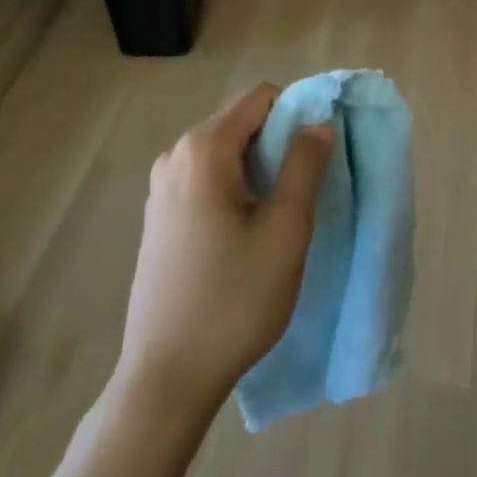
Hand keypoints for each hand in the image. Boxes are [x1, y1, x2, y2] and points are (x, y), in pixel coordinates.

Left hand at [116, 82, 333, 419]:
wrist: (166, 379)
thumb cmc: (233, 300)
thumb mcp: (286, 229)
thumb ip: (305, 164)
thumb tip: (318, 122)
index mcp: (204, 148)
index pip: (262, 97)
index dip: (297, 115)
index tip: (315, 158)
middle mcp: (176, 154)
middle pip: (243, 122)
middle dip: (278, 145)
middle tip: (299, 195)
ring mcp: (161, 186)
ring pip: (227, 152)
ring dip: (258, 170)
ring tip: (274, 220)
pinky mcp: (158, 215)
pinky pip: (207, 177)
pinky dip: (234, 189)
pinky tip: (242, 236)